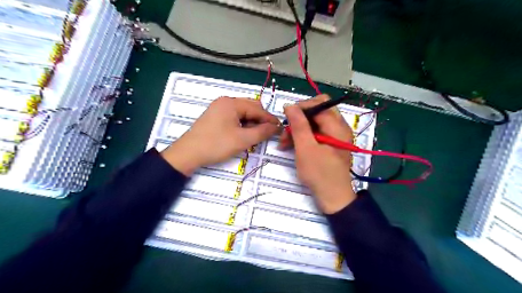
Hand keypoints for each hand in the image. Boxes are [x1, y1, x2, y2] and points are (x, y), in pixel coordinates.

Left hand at [162, 96, 278, 175]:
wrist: (188, 154)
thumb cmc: (216, 145)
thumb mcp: (242, 140)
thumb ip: (262, 132)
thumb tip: (277, 127)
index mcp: (232, 103)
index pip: (257, 109)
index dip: (270, 119)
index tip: (280, 128)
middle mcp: (226, 102)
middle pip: (250, 108)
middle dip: (261, 120)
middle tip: (268, 133)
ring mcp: (219, 108)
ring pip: (243, 113)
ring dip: (252, 123)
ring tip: (256, 135)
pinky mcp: (216, 117)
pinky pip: (235, 117)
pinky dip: (243, 124)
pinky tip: (245, 134)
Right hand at [280, 95, 356, 213]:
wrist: (333, 198)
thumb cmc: (319, 174)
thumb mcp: (306, 148)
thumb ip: (299, 125)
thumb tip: (290, 105)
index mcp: (337, 126)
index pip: (319, 103)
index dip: (301, 107)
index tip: (286, 118)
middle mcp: (338, 127)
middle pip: (317, 111)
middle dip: (298, 119)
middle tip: (285, 132)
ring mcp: (335, 136)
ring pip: (314, 122)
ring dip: (298, 129)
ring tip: (284, 143)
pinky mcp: (330, 144)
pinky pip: (315, 133)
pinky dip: (303, 137)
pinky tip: (291, 146)